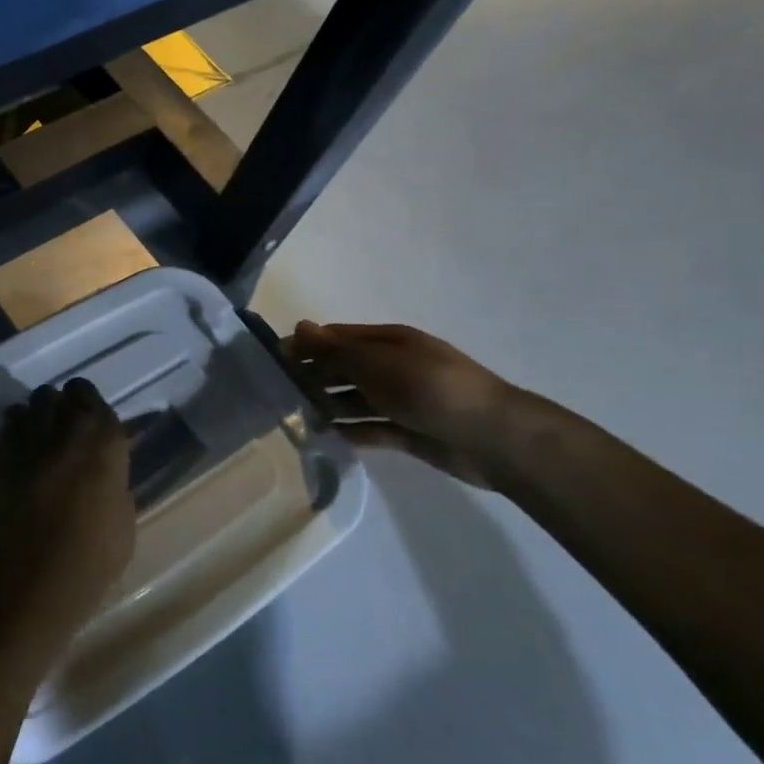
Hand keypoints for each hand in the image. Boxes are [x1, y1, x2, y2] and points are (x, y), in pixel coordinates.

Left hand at [0, 380, 136, 709]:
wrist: (22, 580)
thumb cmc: (88, 557)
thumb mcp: (121, 521)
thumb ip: (109, 483)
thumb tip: (99, 477)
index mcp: (98, 434)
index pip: (85, 392)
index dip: (85, 408)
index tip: (89, 430)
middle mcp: (54, 424)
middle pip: (50, 396)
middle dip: (55, 412)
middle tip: (63, 443)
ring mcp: (14, 438)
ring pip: (20, 412)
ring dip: (29, 426)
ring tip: (35, 456)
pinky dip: (6, 449)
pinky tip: (12, 476)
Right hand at [284, 321, 525, 489]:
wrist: (492, 436)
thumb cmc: (429, 387)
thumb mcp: (376, 362)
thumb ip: (334, 349)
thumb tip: (299, 326)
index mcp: (388, 342)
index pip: (337, 338)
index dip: (306, 346)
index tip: (272, 361)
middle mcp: (393, 367)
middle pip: (343, 368)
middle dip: (313, 376)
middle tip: (278, 393)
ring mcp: (401, 400)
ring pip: (353, 400)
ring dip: (327, 406)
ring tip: (296, 418)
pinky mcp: (407, 431)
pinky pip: (369, 429)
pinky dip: (349, 432)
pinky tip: (324, 438)